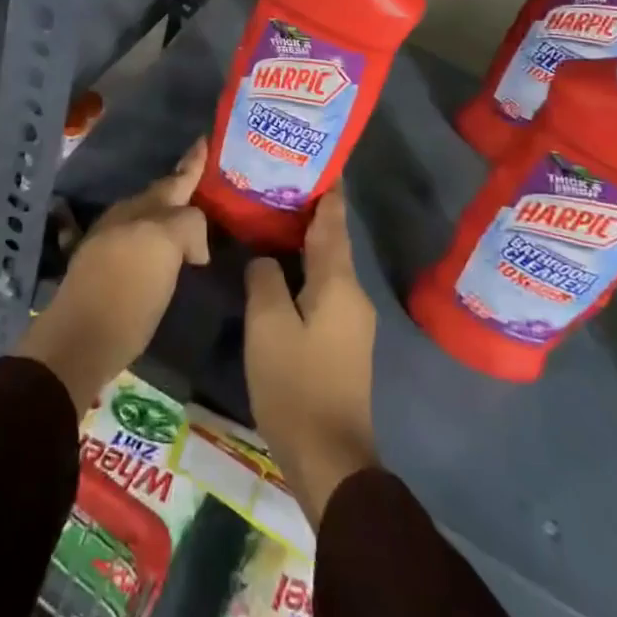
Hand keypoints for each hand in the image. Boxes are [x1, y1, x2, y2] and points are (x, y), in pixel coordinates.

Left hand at [16, 139, 209, 409]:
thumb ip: (187, 227)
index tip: (203, 140)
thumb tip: (191, 245)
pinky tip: (160, 249)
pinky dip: (152, 236)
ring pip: (146, 213)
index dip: (193, 163)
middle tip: (202, 179)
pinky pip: (135, 237)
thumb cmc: (129, 293)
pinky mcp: (101, 265)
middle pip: (160, 194)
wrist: (80, 337)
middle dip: (180, 185)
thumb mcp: (166, 248)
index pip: (177, 179)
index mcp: (145, 209)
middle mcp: (127, 216)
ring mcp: (110, 238)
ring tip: (187, 215)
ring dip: (166, 211)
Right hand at [244, 189, 378, 525]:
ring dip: (303, 242)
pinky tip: (278, 269)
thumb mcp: (268, 324)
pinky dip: (303, 270)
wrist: (330, 458)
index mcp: (338, 281)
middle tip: (275, 184)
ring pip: (325, 266)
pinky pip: (323, 289)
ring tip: (270, 219)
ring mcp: (351, 319)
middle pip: (330, 240)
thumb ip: (265, 279)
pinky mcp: (342, 341)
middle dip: (307, 211)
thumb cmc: (296, 383)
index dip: (327, 189)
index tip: (316, 158)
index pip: (333, 220)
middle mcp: (352, 293)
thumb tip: (265, 260)